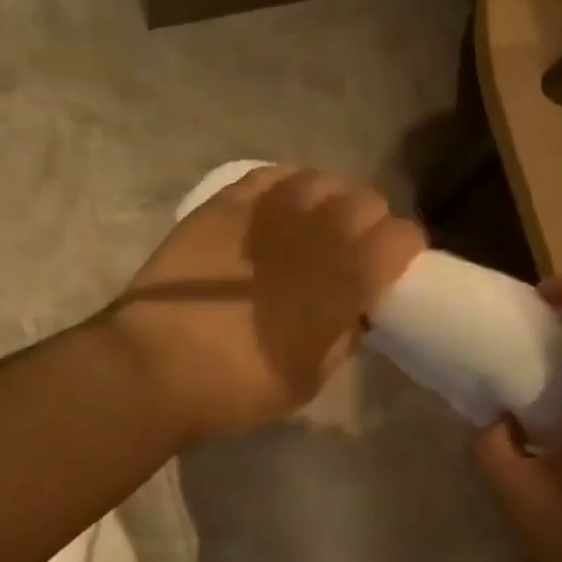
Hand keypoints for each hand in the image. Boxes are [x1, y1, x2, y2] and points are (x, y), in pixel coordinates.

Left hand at [106, 166, 425, 441]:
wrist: (158, 365)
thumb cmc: (240, 385)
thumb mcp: (310, 377)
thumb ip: (343, 335)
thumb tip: (354, 311)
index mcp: (349, 276)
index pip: (404, 237)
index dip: (403, 252)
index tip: (390, 271)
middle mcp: (319, 229)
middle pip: (367, 199)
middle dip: (368, 224)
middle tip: (348, 251)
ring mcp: (270, 208)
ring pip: (322, 179)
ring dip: (328, 201)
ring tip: (311, 226)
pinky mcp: (227, 202)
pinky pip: (272, 175)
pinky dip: (285, 188)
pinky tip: (276, 211)